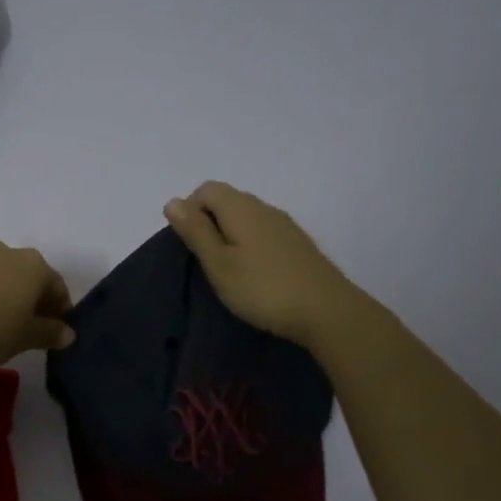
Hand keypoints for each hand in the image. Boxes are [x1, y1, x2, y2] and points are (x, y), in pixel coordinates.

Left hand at [0, 236, 74, 368]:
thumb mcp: (26, 338)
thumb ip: (49, 333)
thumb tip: (68, 333)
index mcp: (31, 266)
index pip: (54, 284)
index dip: (58, 307)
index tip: (55, 328)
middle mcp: (0, 250)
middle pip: (19, 269)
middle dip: (23, 290)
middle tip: (20, 319)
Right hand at [164, 181, 357, 349]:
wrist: (327, 312)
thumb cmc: (263, 289)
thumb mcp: (219, 263)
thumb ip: (195, 231)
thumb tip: (173, 201)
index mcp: (241, 208)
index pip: (206, 189)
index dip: (190, 210)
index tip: (189, 245)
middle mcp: (264, 208)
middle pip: (227, 199)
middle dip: (208, 222)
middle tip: (205, 261)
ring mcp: (285, 225)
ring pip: (246, 217)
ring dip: (229, 235)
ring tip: (226, 269)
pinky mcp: (298, 244)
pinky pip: (263, 232)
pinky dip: (249, 244)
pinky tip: (253, 273)